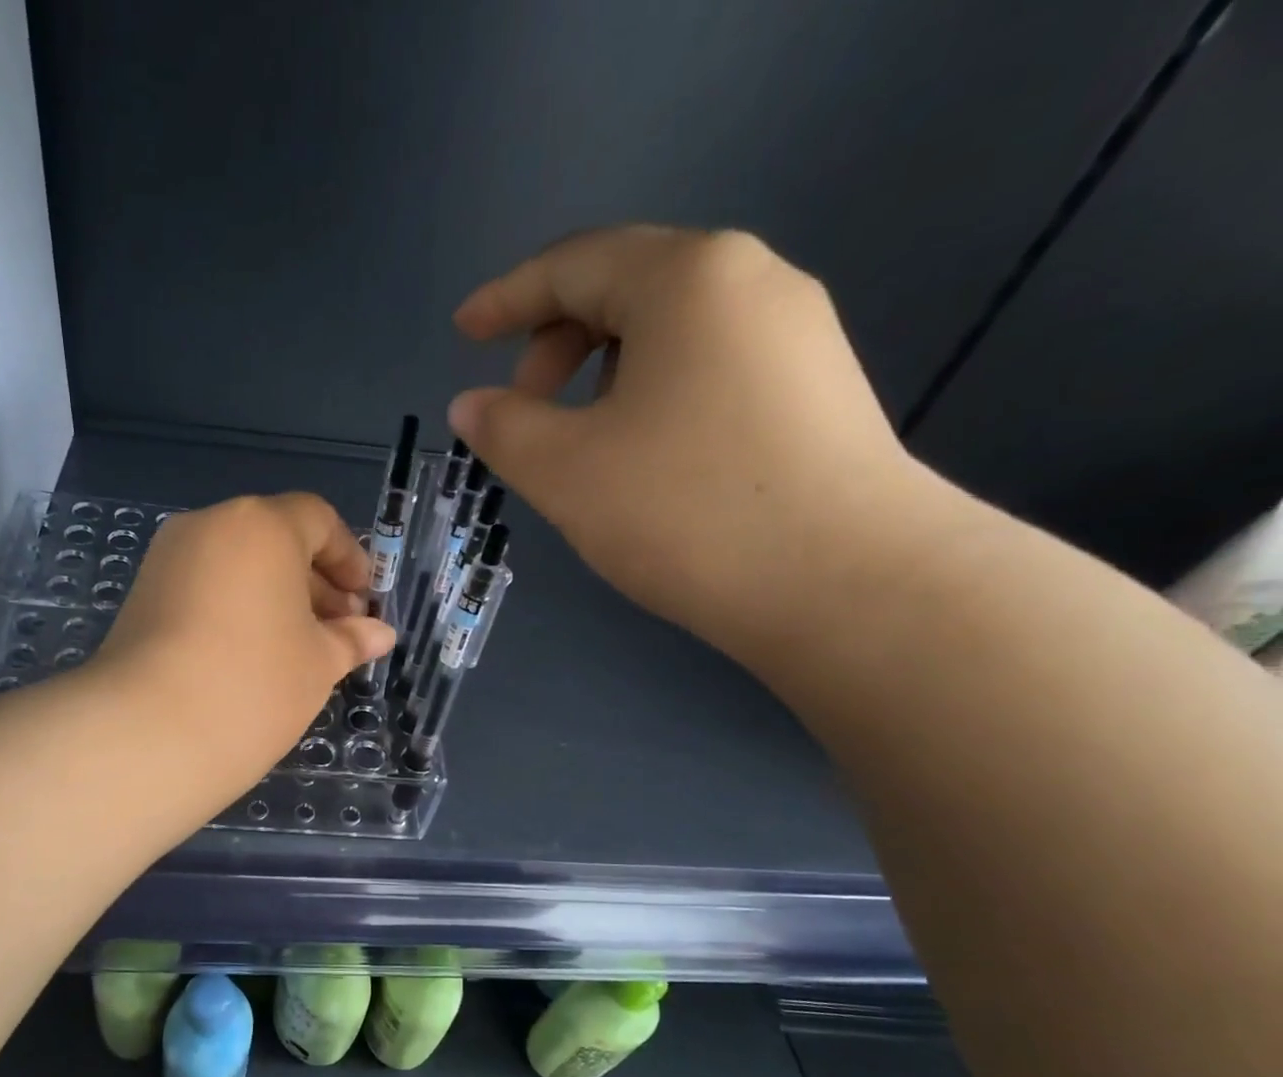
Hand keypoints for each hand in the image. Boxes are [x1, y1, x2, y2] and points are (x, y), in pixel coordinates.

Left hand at [91, 493, 394, 801]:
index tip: (364, 601)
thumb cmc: (256, 683)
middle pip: (275, 539)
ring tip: (300, 649)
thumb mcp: (319, 662)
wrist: (151, 731)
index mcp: (262, 526)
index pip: (317, 520)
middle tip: (339, 631)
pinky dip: (237, 608)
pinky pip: (205, 587)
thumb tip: (379, 634)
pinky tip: (253, 656)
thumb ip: (351, 639)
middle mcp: (210, 526)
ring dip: (275, 597)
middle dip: (314, 582)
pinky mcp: (142, 595)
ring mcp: (168, 559)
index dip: (349, 558)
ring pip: (237, 565)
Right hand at [449, 225, 949, 664]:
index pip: (574, 265)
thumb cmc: (684, 510)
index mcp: (688, 278)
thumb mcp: (566, 471)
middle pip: (627, 289)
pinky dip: (654, 396)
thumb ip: (504, 428)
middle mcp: (752, 282)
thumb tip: (471, 405)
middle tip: (522, 412)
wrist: (842, 582)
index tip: (463, 333)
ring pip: (671, 334)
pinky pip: (710, 369)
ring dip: (603, 375)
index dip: (507, 298)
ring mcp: (796, 336)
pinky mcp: (816, 391)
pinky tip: (644, 458)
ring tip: (580, 443)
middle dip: (556, 344)